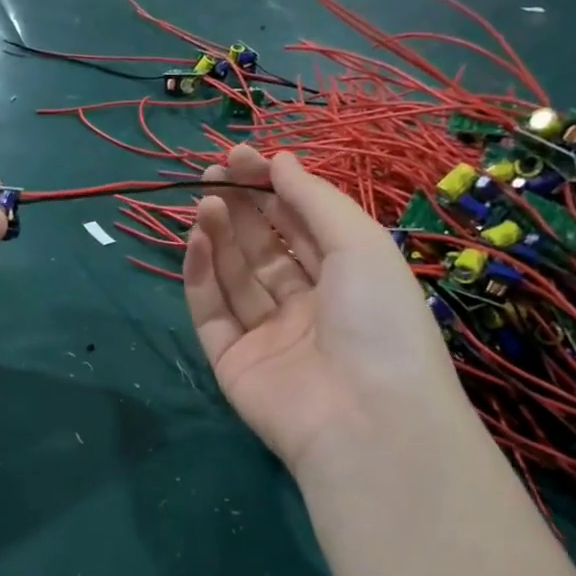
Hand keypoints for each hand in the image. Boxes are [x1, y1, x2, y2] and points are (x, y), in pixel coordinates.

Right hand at [184, 145, 471, 472]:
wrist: (365, 418)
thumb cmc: (378, 320)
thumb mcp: (359, 244)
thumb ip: (314, 200)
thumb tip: (279, 160)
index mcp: (346, 281)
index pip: (301, 227)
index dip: (274, 190)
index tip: (242, 157)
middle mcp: (305, 307)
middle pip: (264, 248)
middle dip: (242, 207)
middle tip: (214, 172)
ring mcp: (266, 336)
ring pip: (235, 277)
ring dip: (219, 235)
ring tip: (205, 200)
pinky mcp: (231, 361)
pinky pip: (212, 312)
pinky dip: (200, 275)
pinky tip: (197, 238)